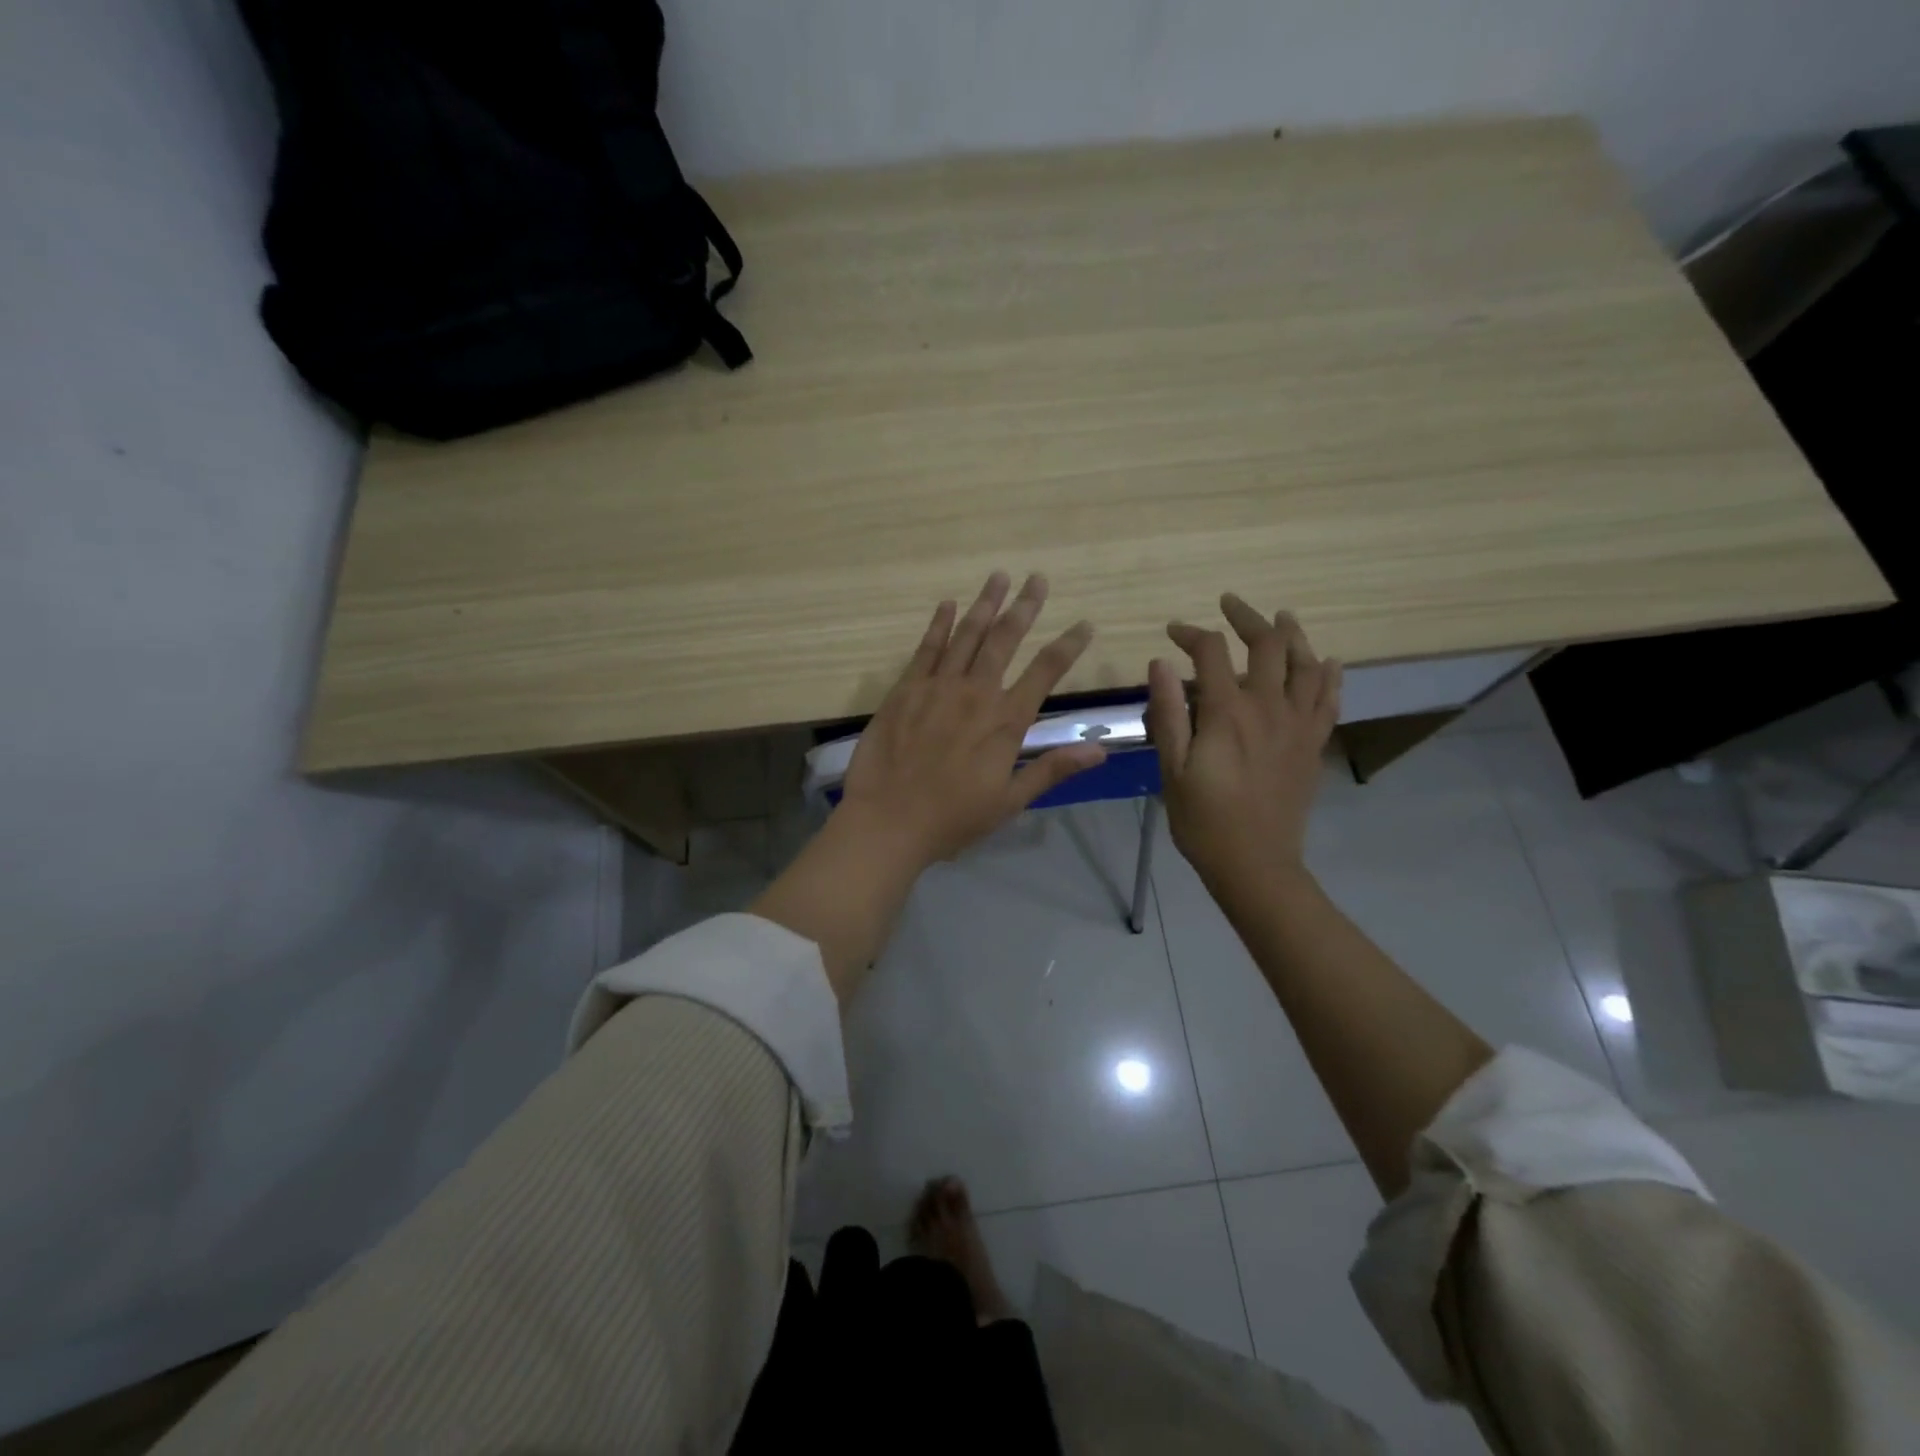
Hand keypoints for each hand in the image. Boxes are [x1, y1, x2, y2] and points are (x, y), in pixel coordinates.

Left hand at [838, 571, 1104, 869]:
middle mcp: (976, 693)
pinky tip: (948, 604)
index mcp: (1005, 721)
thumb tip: (1099, 750)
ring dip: (985, 604)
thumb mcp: (1010, 801)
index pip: (1045, 670)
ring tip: (999, 577)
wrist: (889, 820)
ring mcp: (938, 687)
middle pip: (1005, 639)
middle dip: (1024, 606)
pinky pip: (926, 648)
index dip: (1068, 645)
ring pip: (967, 635)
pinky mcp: (905, 689)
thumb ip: (1053, 770)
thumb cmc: (953, 819)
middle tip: (1037, 579)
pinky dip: (939, 624)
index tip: (1085, 624)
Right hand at [1147, 594, 1341, 900]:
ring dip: (1292, 635)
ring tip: (1280, 618)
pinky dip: (1329, 675)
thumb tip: (1160, 662)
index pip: (1210, 652)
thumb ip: (1168, 712)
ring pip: (1305, 664)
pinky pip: (1328, 700)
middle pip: (1266, 645)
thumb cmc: (1203, 820)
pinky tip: (1326, 661)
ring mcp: (1297, 725)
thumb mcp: (1172, 769)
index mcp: (1228, 713)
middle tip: (1229, 604)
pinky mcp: (1313, 744)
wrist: (1255, 864)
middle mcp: (1268, 708)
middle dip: (1246, 617)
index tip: (1173, 633)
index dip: (1191, 634)